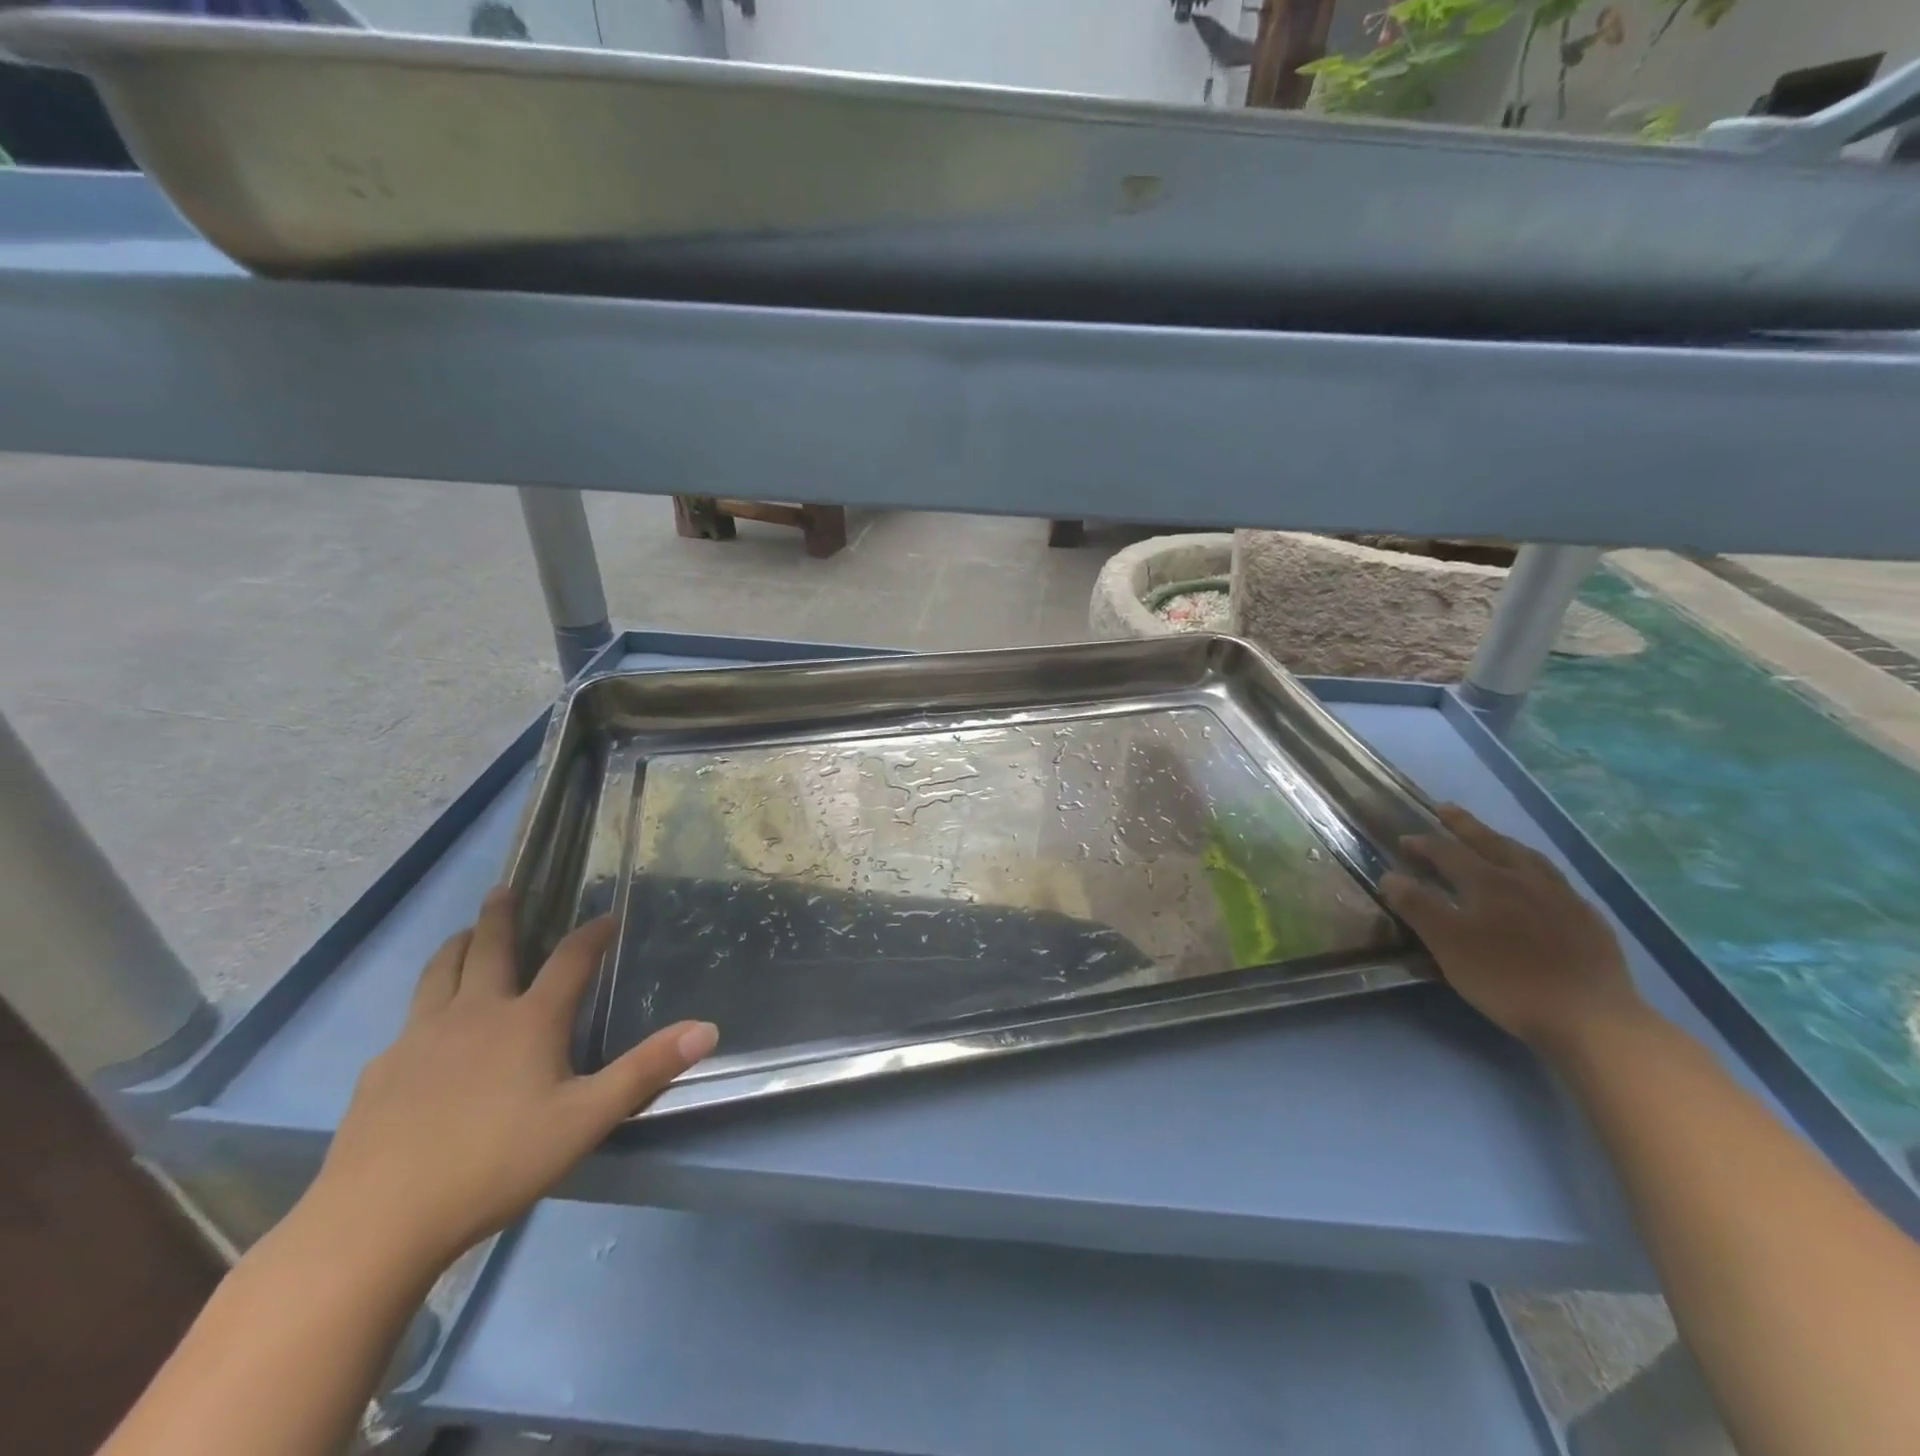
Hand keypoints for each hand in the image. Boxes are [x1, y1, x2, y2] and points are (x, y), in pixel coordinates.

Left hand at [305, 888, 717, 1274]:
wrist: (377, 1222)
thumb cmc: (495, 1163)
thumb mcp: (586, 1119)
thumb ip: (645, 1071)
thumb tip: (707, 1028)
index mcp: (528, 1021)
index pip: (570, 960)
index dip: (592, 934)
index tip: (607, 916)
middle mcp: (475, 1014)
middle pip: (490, 948)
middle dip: (502, 915)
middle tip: (505, 889)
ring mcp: (420, 1038)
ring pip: (439, 973)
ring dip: (457, 947)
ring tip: (465, 935)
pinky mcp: (381, 1071)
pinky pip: (408, 1021)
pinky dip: (425, 1005)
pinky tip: (424, 1030)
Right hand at [1380, 804, 1646, 1053]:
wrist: (1590, 1018)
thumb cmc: (1506, 978)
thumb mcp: (1447, 943)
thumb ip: (1417, 906)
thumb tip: (1391, 876)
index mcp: (1488, 881)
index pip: (1448, 852)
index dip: (1424, 843)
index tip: (1404, 840)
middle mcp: (1526, 879)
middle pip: (1492, 843)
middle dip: (1465, 826)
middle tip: (1446, 809)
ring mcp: (1563, 898)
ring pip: (1529, 858)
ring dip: (1504, 843)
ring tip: (1493, 838)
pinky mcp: (1589, 921)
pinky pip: (1556, 882)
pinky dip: (1535, 872)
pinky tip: (1538, 885)